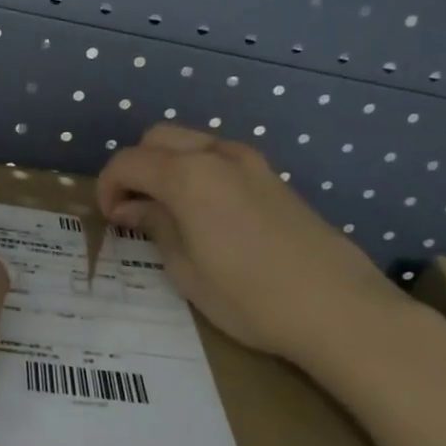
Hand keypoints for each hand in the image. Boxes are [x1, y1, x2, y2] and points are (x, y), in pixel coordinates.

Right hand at [96, 124, 411, 369]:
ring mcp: (251, 161)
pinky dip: (198, 171)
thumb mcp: (186, 270)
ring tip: (168, 210)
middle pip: (158, 138)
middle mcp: (217, 155)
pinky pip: (221, 157)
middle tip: (133, 208)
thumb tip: (134, 207)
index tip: (110, 218)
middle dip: (136, 167)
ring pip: (192, 142)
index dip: (108, 186)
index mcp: (188, 176)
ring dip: (168, 165)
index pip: (129, 161)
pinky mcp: (274, 176)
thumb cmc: (250, 297)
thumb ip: (156, 226)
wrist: (337, 307)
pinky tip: (206, 212)